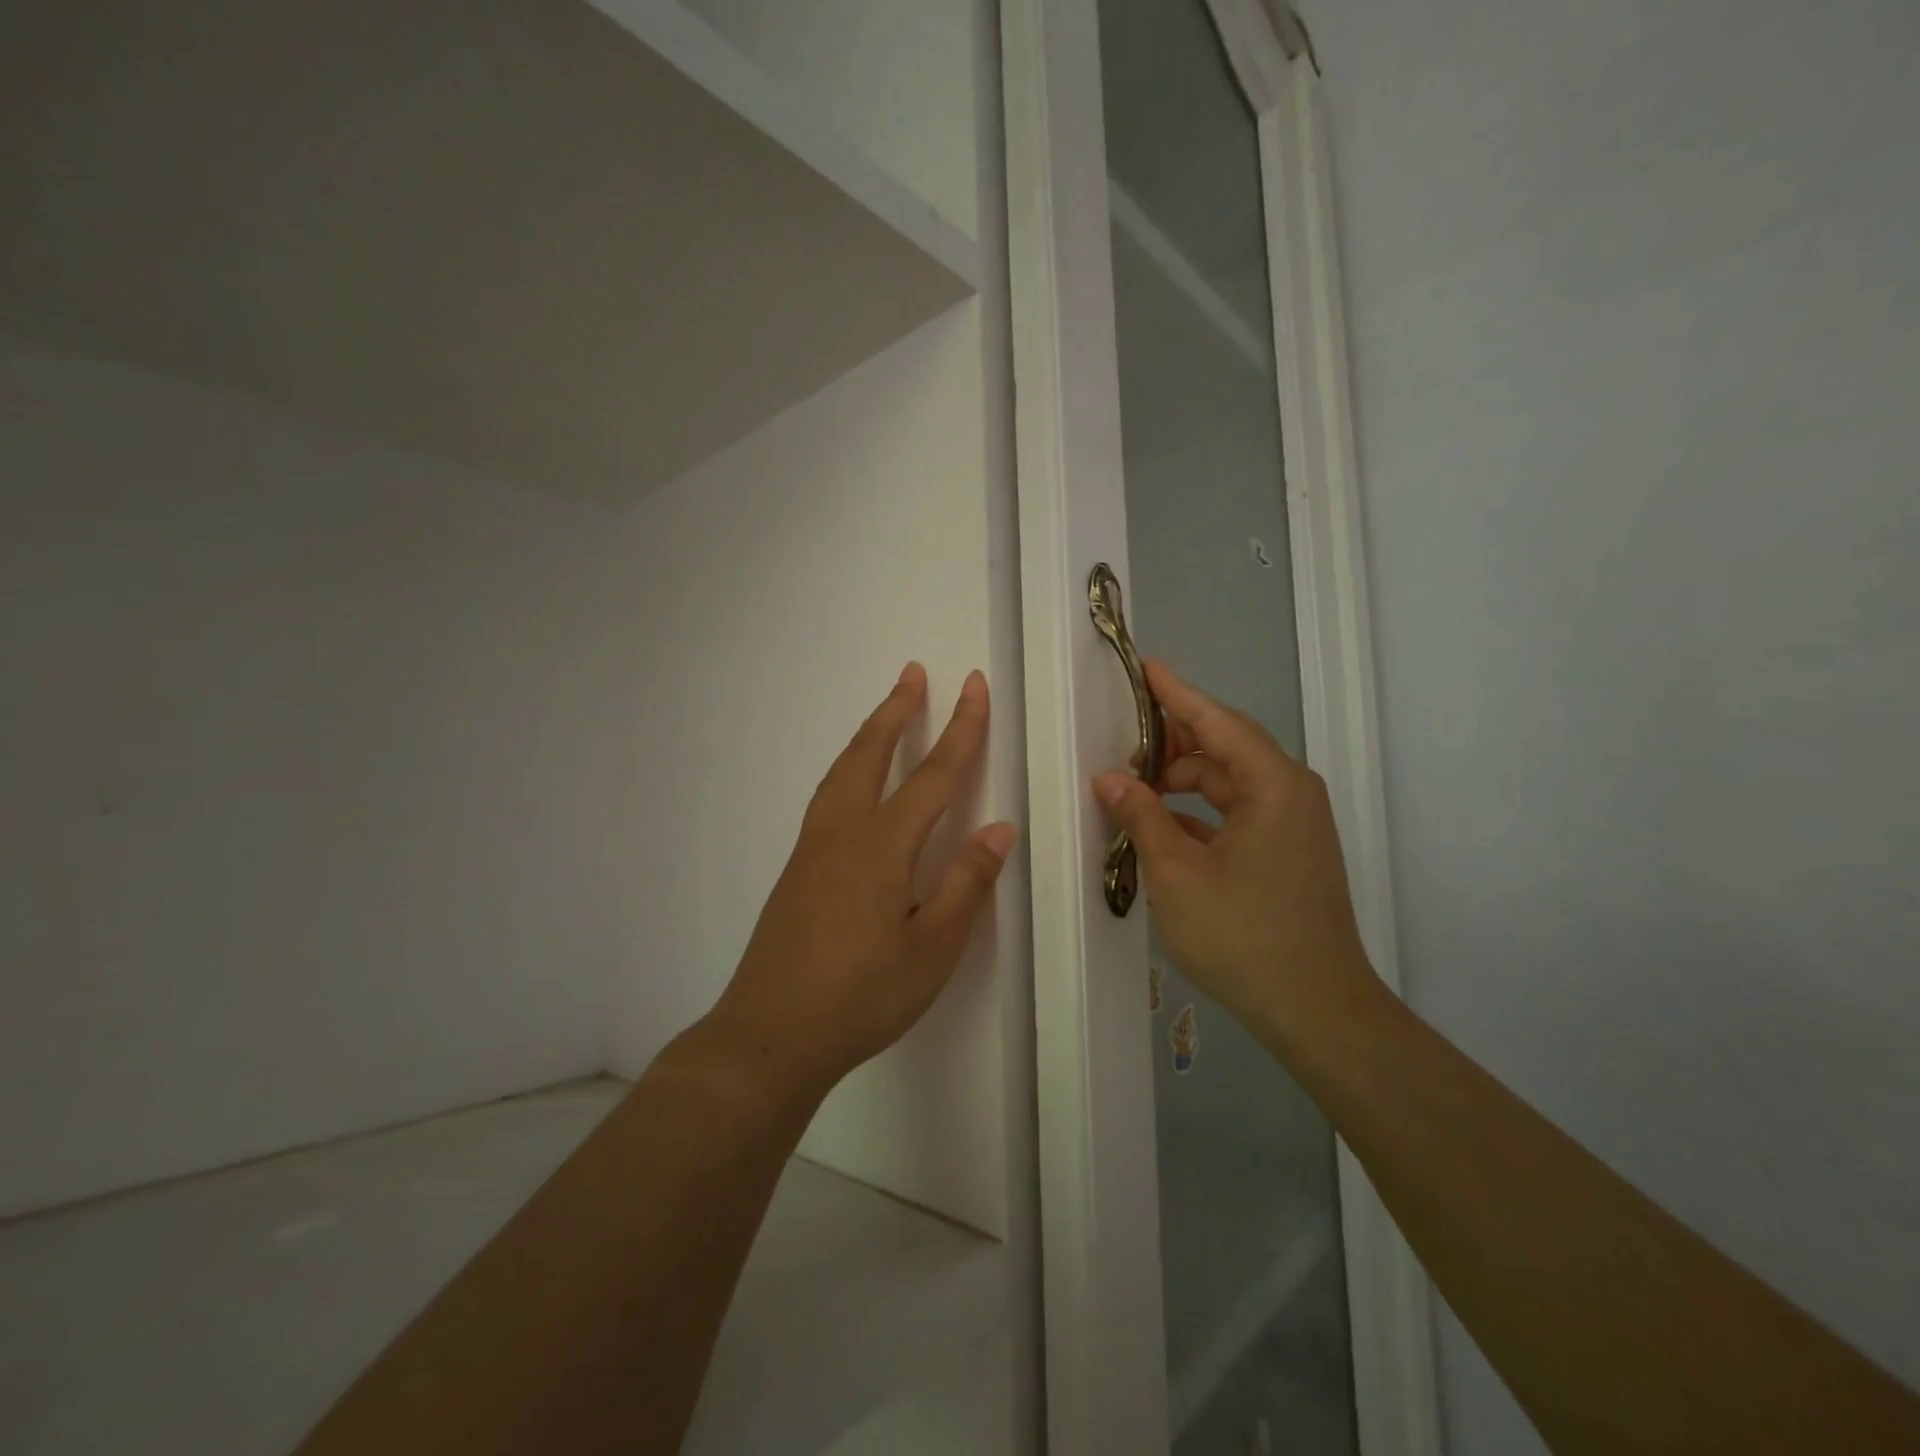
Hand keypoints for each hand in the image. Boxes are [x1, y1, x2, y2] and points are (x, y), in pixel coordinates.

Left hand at [702, 663, 1015, 1107]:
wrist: (769, 1034)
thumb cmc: (862, 995)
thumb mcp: (932, 946)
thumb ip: (967, 881)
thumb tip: (1000, 827)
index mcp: (882, 844)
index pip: (933, 774)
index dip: (960, 729)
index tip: (973, 686)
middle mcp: (843, 831)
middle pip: (872, 754)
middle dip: (898, 710)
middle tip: (914, 673)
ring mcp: (812, 848)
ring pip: (843, 771)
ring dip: (869, 734)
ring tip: (887, 713)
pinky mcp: (796, 870)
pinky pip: (827, 796)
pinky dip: (848, 768)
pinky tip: (853, 784)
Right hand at [1092, 660, 1376, 1041]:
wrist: (1316, 1010)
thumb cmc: (1244, 934)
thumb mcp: (1177, 872)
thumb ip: (1141, 816)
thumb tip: (1109, 778)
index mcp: (1272, 785)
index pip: (1217, 721)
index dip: (1176, 693)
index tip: (1146, 667)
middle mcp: (1290, 793)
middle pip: (1224, 749)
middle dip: (1173, 744)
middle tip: (1123, 750)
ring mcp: (1294, 826)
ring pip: (1230, 784)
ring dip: (1183, 783)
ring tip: (1134, 792)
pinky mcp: (1289, 854)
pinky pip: (1238, 815)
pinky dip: (1200, 815)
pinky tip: (1163, 829)